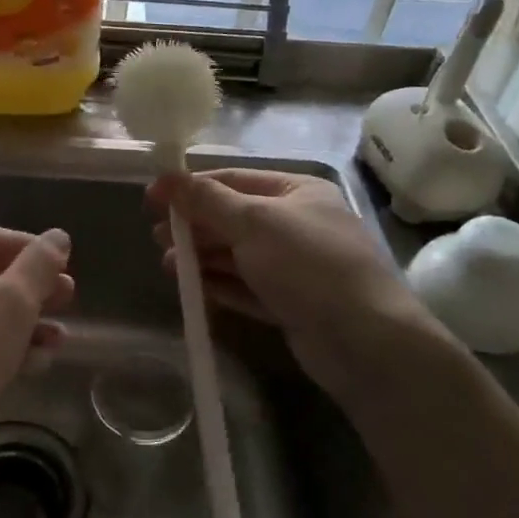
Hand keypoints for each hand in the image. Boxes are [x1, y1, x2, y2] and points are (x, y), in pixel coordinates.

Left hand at [0, 226, 73, 453]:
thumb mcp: (11, 302)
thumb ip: (38, 265)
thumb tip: (58, 236)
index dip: (28, 246)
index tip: (63, 264)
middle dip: (34, 287)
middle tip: (69, 298)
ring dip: (28, 323)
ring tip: (60, 340)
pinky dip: (9, 350)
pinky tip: (37, 367)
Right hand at [147, 169, 436, 401]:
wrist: (366, 341)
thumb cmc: (308, 264)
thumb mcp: (254, 222)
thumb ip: (206, 201)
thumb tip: (165, 176)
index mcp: (297, 192)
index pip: (234, 180)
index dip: (191, 187)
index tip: (152, 198)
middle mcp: (298, 224)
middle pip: (234, 218)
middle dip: (195, 226)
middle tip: (157, 237)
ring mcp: (296, 267)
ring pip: (239, 255)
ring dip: (203, 257)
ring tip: (169, 265)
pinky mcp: (292, 304)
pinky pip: (248, 287)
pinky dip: (221, 285)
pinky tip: (193, 288)